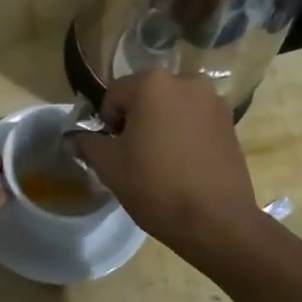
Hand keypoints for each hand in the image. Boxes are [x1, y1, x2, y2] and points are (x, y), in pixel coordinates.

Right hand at [69, 71, 260, 250]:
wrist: (216, 221)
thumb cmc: (156, 186)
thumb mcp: (109, 165)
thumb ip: (87, 144)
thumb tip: (71, 137)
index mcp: (152, 83)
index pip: (113, 96)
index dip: (106, 124)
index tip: (112, 152)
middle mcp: (186, 81)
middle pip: (145, 97)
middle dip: (135, 121)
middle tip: (133, 157)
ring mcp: (212, 101)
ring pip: (171, 108)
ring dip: (161, 126)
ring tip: (159, 162)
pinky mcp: (230, 122)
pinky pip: (194, 121)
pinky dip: (184, 134)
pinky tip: (182, 164)